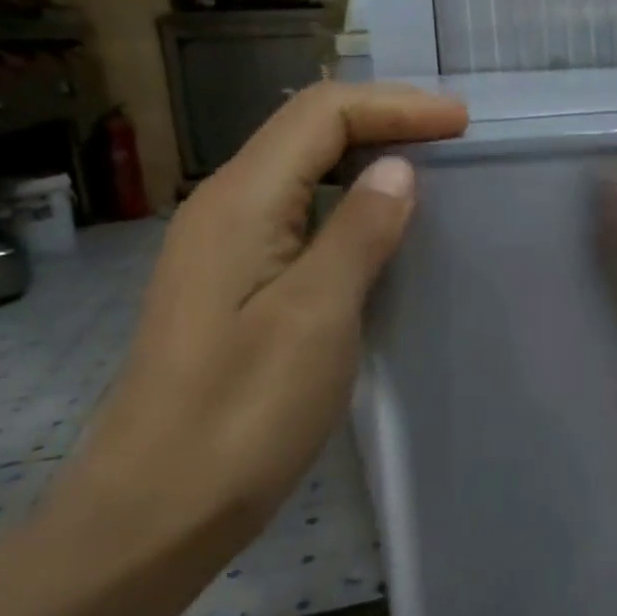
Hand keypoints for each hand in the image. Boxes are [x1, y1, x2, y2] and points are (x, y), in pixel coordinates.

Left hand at [65, 82, 467, 543]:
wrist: (154, 509)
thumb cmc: (241, 414)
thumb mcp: (316, 317)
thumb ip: (359, 232)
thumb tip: (398, 170)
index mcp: (240, 202)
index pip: (322, 114)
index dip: (396, 106)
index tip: (462, 124)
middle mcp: (223, 207)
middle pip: (307, 130)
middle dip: (382, 119)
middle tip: (452, 138)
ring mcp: (221, 245)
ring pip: (300, 169)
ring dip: (363, 155)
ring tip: (426, 168)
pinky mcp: (229, 282)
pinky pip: (295, 211)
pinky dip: (344, 199)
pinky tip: (376, 226)